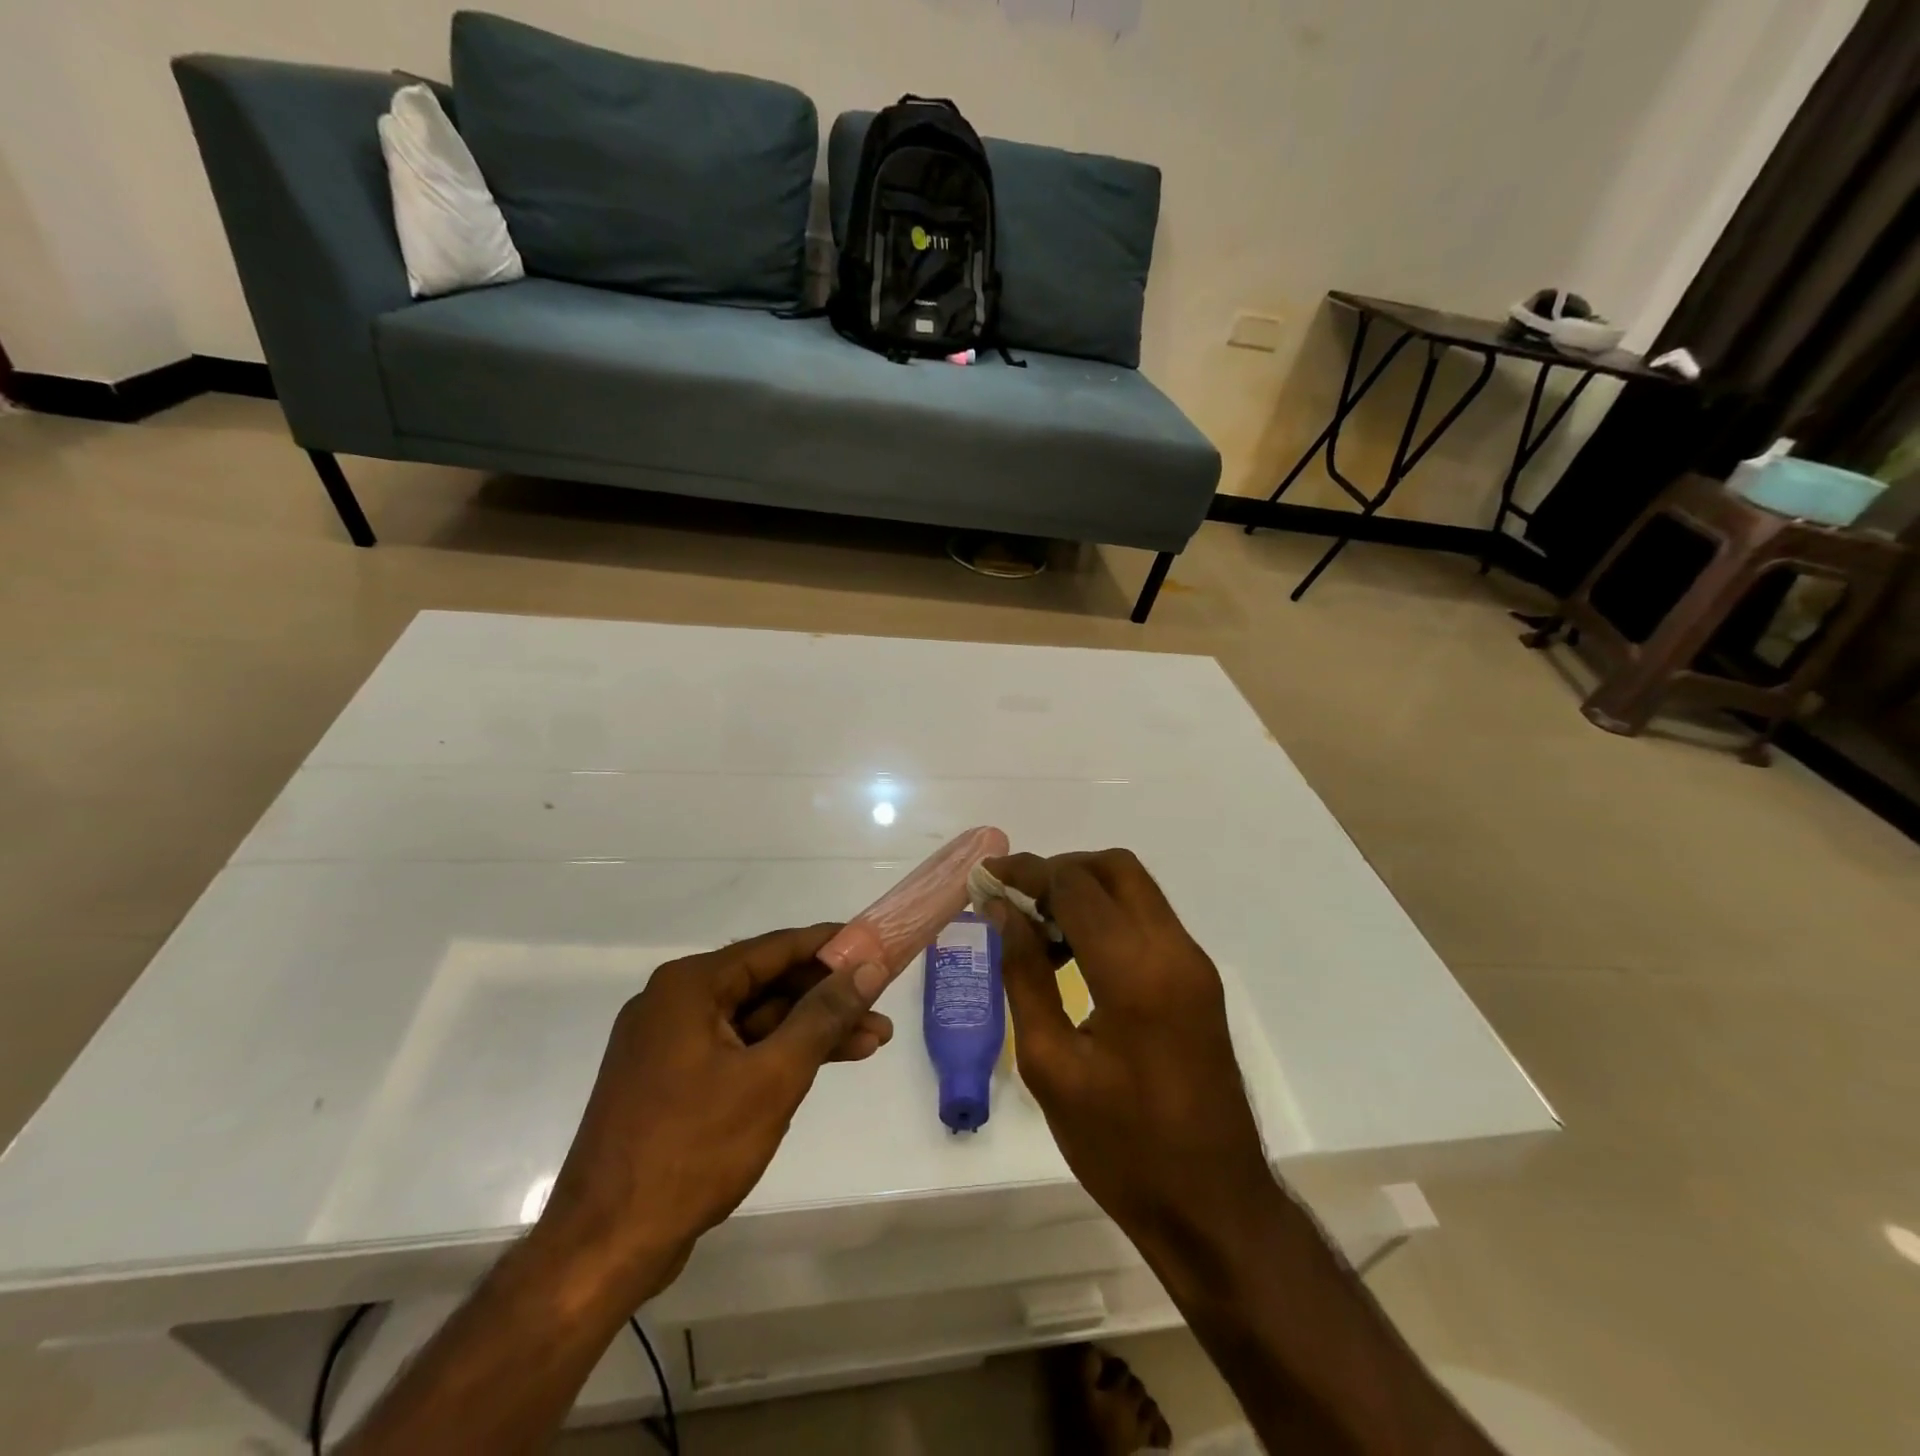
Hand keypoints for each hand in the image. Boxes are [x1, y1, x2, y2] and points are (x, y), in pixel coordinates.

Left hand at [538, 925, 891, 1299]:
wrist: (604, 1247)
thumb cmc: (692, 1150)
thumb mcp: (773, 1077)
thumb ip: (824, 1015)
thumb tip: (869, 966)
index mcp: (689, 986)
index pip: (775, 948)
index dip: (830, 946)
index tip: (876, 946)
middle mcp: (674, 1002)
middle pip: (767, 985)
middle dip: (827, 999)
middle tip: (880, 1009)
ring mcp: (668, 1043)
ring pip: (755, 1021)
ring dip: (809, 1031)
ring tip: (871, 1043)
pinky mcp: (670, 1080)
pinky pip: (735, 1050)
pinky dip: (777, 1057)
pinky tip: (819, 1066)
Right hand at [981, 852, 1275, 1257]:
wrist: (1212, 1205)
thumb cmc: (1120, 1147)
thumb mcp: (1051, 1064)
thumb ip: (1024, 975)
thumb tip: (1002, 911)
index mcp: (1135, 972)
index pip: (1075, 885)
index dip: (1025, 873)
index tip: (986, 878)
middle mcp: (1173, 950)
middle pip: (1114, 867)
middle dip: (1059, 870)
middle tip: (1015, 901)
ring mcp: (1193, 963)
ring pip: (1134, 889)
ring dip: (1084, 891)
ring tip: (1037, 930)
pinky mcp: (1198, 980)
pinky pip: (1147, 920)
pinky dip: (1107, 916)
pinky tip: (1074, 954)